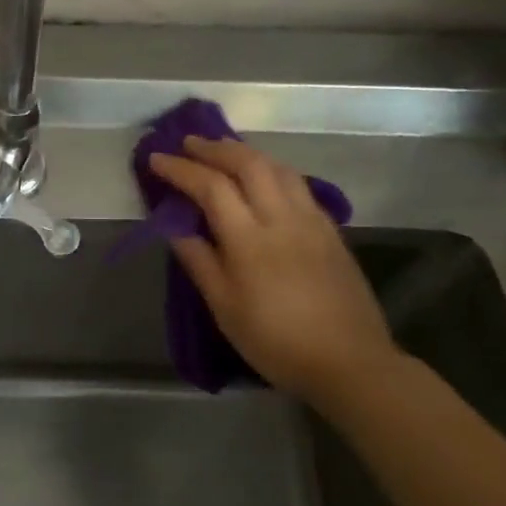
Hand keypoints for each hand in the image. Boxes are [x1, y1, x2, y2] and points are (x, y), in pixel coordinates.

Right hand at [149, 137, 397, 401]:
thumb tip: (175, 228)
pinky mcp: (331, 231)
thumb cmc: (275, 340)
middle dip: (215, 148)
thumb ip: (200, 261)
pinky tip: (264, 179)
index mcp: (250, 239)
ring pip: (278, 168)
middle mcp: (282, 218)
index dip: (181, 169)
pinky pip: (298, 184)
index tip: (157, 159)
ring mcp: (312, 221)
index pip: (211, 187)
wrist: (348, 362)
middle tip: (189, 144)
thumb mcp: (225, 308)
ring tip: (224, 152)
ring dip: (247, 153)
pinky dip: (272, 170)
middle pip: (249, 164)